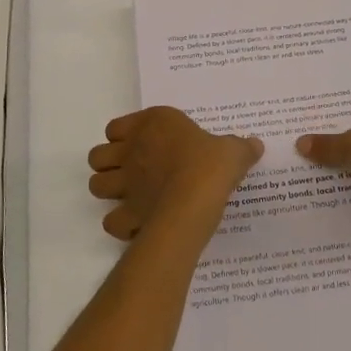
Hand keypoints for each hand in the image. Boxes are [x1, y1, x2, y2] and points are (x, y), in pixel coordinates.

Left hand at [88, 107, 263, 242]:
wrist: (195, 199)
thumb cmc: (210, 164)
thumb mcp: (233, 150)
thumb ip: (240, 147)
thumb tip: (255, 144)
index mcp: (153, 125)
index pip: (116, 127)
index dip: (124, 137)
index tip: (142, 145)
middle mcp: (131, 150)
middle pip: (98, 156)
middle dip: (109, 165)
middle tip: (131, 172)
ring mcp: (125, 183)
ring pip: (96, 185)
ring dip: (108, 192)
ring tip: (130, 197)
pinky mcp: (127, 214)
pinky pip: (111, 221)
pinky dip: (121, 225)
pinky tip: (138, 224)